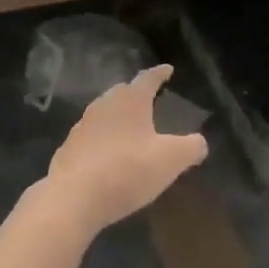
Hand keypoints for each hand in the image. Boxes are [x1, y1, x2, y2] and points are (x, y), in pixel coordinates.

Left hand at [43, 65, 206, 235]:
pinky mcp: (68, 148)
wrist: (73, 198)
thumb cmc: (127, 170)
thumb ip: (191, 147)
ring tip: (132, 129)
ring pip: (105, 113)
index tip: (168, 69)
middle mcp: (104, 105)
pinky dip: (104, 140)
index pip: (148, 78)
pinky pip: (92, 137)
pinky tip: (110, 156)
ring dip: (119, 118)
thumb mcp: (170, 160)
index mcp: (130, 100)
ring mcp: (82, 126)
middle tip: (151, 100)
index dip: (160, 73)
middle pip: (123, 92)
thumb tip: (200, 142)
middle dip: (137, 94)